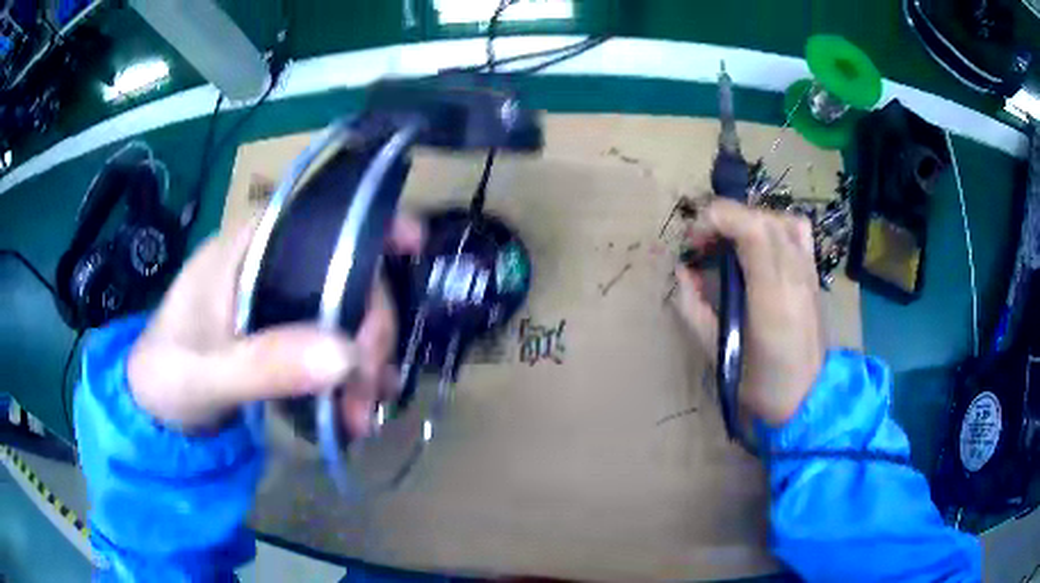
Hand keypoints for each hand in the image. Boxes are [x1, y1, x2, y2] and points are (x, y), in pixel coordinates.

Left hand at [127, 216, 422, 434]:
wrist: (153, 410)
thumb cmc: (166, 377)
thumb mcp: (207, 375)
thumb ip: (265, 364)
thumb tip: (347, 356)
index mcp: (246, 248)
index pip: (316, 218)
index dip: (370, 225)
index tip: (416, 249)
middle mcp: (270, 264)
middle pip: (345, 273)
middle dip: (369, 330)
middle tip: (369, 389)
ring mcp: (279, 301)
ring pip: (346, 314)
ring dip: (365, 363)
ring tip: (360, 416)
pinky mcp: (285, 334)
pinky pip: (333, 345)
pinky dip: (351, 378)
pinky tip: (355, 411)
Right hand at [674, 199, 824, 425]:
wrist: (807, 398)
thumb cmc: (760, 384)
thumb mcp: (716, 351)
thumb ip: (694, 307)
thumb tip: (683, 270)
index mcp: (771, 296)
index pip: (751, 229)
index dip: (717, 219)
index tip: (693, 239)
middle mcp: (795, 274)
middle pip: (762, 218)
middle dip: (725, 219)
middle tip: (702, 244)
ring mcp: (809, 272)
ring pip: (780, 219)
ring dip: (748, 220)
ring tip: (730, 243)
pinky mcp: (815, 274)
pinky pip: (798, 231)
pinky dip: (775, 225)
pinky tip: (761, 245)